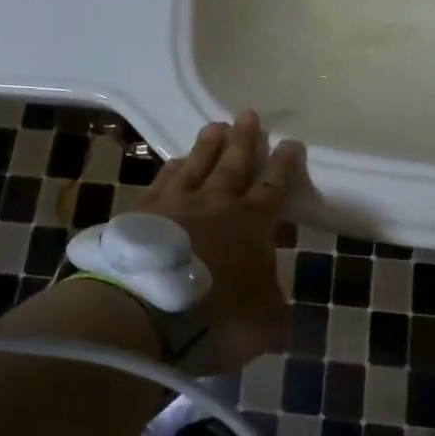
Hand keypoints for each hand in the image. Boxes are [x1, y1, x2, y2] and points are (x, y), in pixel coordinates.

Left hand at [138, 109, 302, 372]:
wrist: (147, 308)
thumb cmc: (216, 316)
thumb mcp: (263, 323)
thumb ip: (272, 306)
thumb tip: (273, 299)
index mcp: (252, 224)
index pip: (273, 187)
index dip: (284, 165)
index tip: (291, 142)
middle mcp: (217, 203)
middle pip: (234, 163)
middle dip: (244, 139)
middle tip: (248, 113)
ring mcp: (177, 203)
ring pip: (197, 164)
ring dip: (208, 145)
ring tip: (215, 125)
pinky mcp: (143, 212)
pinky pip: (163, 180)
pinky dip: (172, 168)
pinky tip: (174, 161)